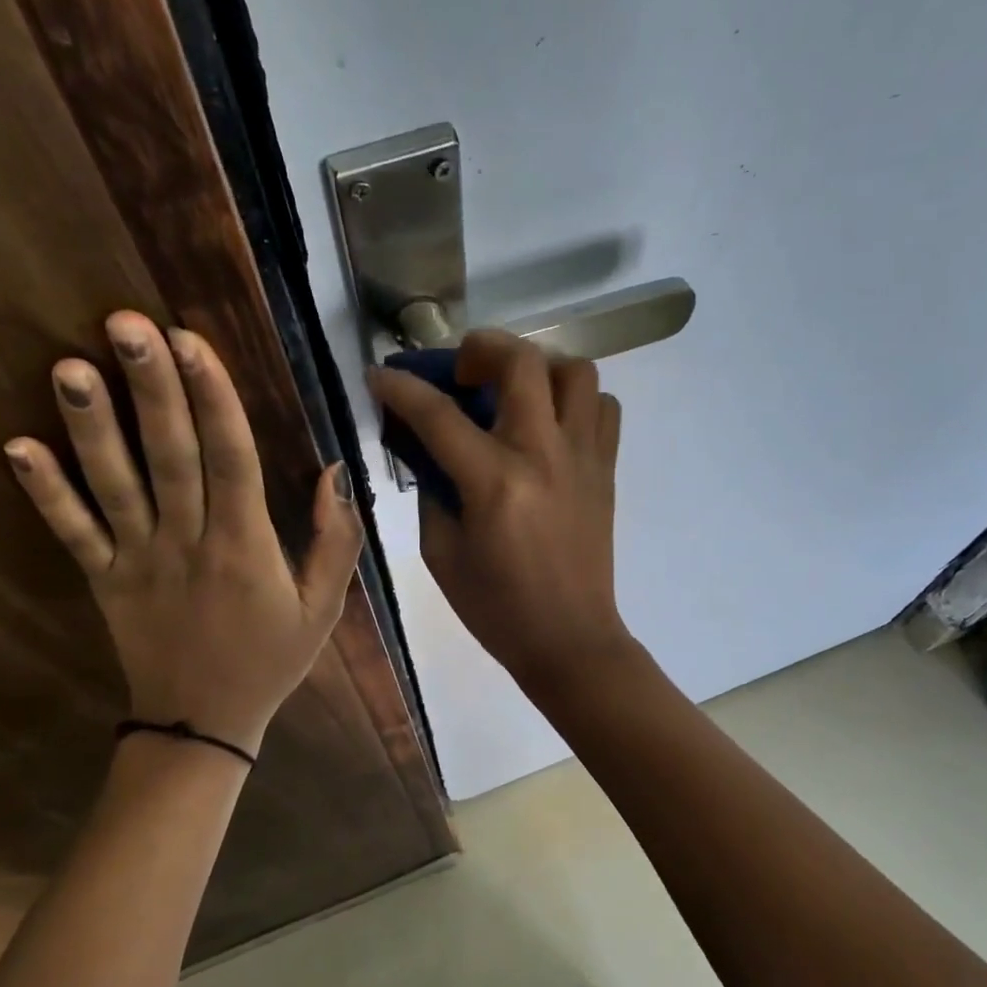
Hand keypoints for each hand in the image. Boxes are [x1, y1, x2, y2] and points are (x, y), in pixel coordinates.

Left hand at [5, 312, 362, 756]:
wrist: (204, 723)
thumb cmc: (271, 659)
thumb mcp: (325, 607)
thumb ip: (336, 540)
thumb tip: (333, 472)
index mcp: (247, 547)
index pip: (231, 458)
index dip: (213, 398)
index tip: (192, 341)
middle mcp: (189, 543)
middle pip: (170, 456)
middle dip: (152, 388)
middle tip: (126, 323)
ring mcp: (139, 561)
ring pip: (114, 486)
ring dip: (92, 426)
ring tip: (70, 366)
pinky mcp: (104, 580)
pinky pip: (72, 533)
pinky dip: (45, 492)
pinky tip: (16, 446)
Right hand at [366, 330, 634, 696]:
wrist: (569, 639)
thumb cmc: (496, 608)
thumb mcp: (442, 553)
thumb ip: (432, 490)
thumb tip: (427, 448)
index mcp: (494, 483)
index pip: (438, 414)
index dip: (401, 388)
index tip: (380, 374)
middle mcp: (543, 455)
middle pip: (521, 362)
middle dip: (480, 348)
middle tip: (462, 373)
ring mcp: (583, 458)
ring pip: (576, 370)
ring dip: (538, 367)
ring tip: (514, 392)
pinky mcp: (606, 469)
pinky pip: (603, 408)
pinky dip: (576, 400)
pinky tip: (551, 423)